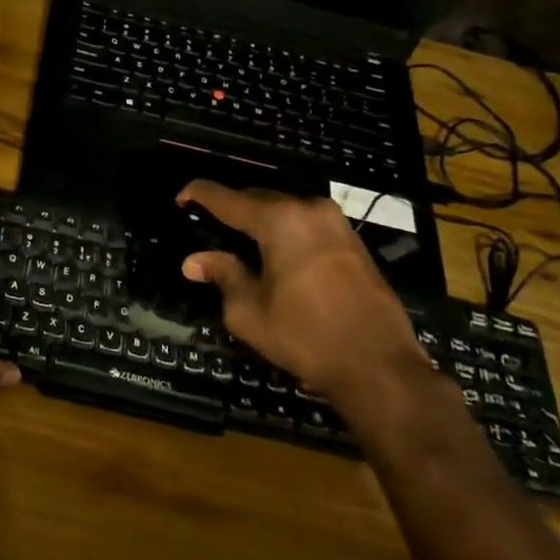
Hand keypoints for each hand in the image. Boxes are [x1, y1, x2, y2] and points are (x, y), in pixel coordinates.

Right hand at [175, 180, 425, 397]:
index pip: (227, 198)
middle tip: (208, 223)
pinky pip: (307, 223)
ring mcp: (336, 223)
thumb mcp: (249, 311)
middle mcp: (309, 209)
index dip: (199, 194)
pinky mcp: (353, 241)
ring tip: (239, 238)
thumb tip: (194, 261)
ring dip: (260, 219)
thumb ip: (222, 275)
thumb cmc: (305, 336)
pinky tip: (275, 252)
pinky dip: (284, 230)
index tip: (180, 198)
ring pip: (285, 209)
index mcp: (279, 220)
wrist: (379, 365)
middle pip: (258, 198)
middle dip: (231, 207)